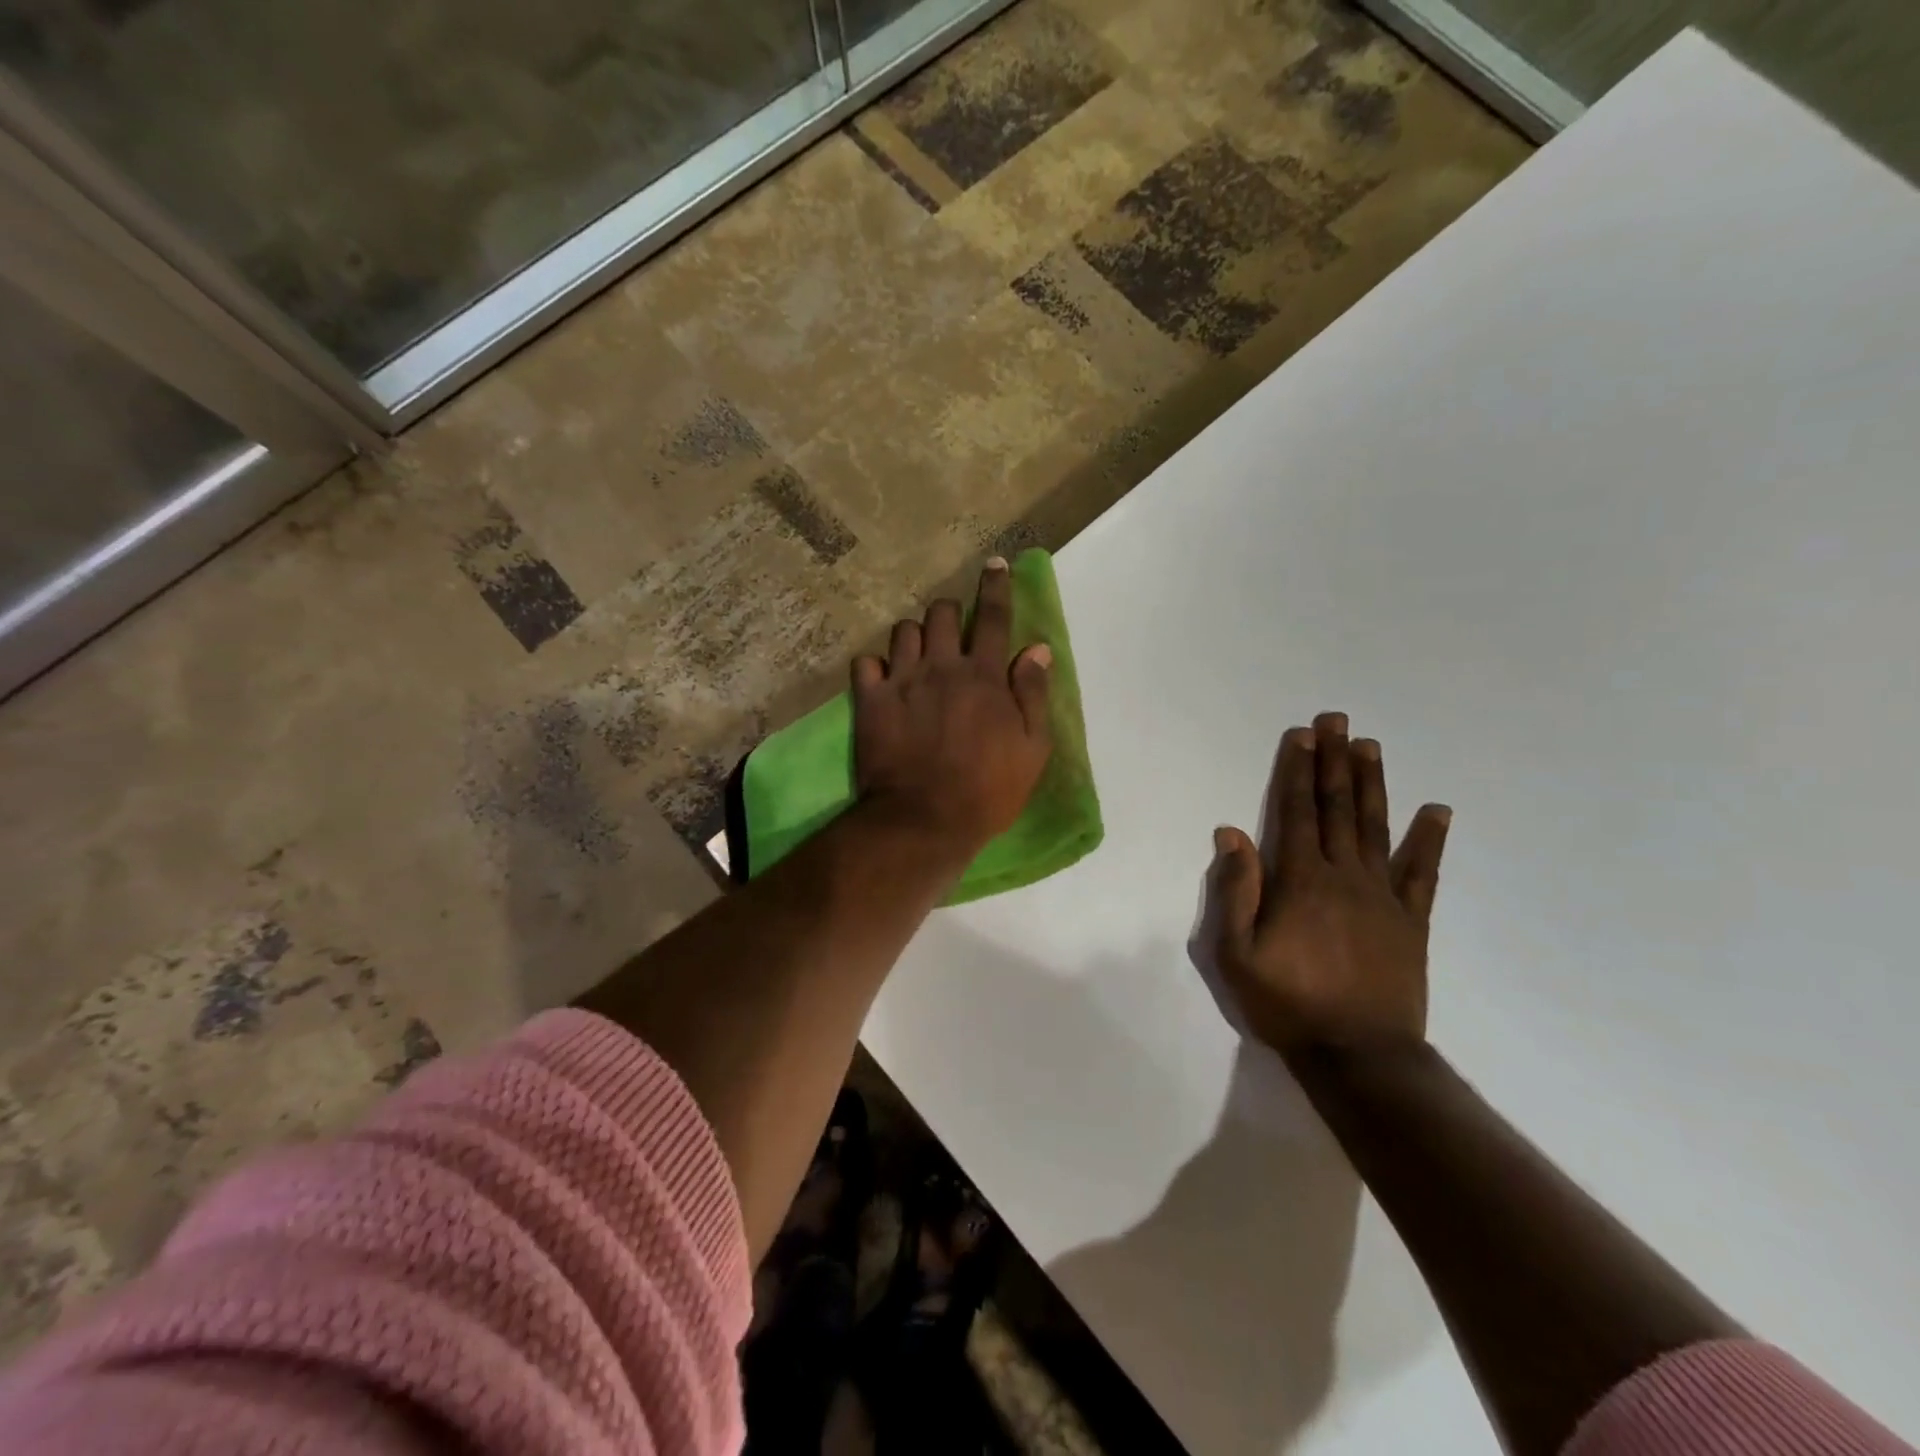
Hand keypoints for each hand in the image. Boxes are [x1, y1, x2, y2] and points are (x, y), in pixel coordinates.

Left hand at [852, 559, 1053, 853]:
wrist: (923, 820)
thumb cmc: (987, 790)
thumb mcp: (1032, 749)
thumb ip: (1033, 694)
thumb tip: (1037, 649)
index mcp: (984, 676)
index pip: (993, 617)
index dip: (996, 587)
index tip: (995, 564)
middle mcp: (942, 667)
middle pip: (942, 613)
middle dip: (949, 611)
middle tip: (953, 629)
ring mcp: (902, 682)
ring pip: (904, 631)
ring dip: (915, 635)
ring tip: (919, 654)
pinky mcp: (870, 702)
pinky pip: (866, 663)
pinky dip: (876, 665)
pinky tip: (883, 678)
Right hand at [1206, 712, 1450, 1059]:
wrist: (1360, 1056)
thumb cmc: (1287, 1003)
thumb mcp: (1236, 953)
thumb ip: (1236, 890)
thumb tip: (1231, 832)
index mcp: (1300, 880)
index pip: (1296, 812)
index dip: (1297, 771)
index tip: (1302, 735)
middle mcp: (1344, 876)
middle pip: (1337, 808)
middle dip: (1334, 761)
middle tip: (1337, 720)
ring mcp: (1383, 896)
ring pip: (1376, 828)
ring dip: (1372, 784)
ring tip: (1370, 746)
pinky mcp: (1411, 921)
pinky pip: (1422, 873)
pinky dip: (1430, 840)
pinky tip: (1437, 810)